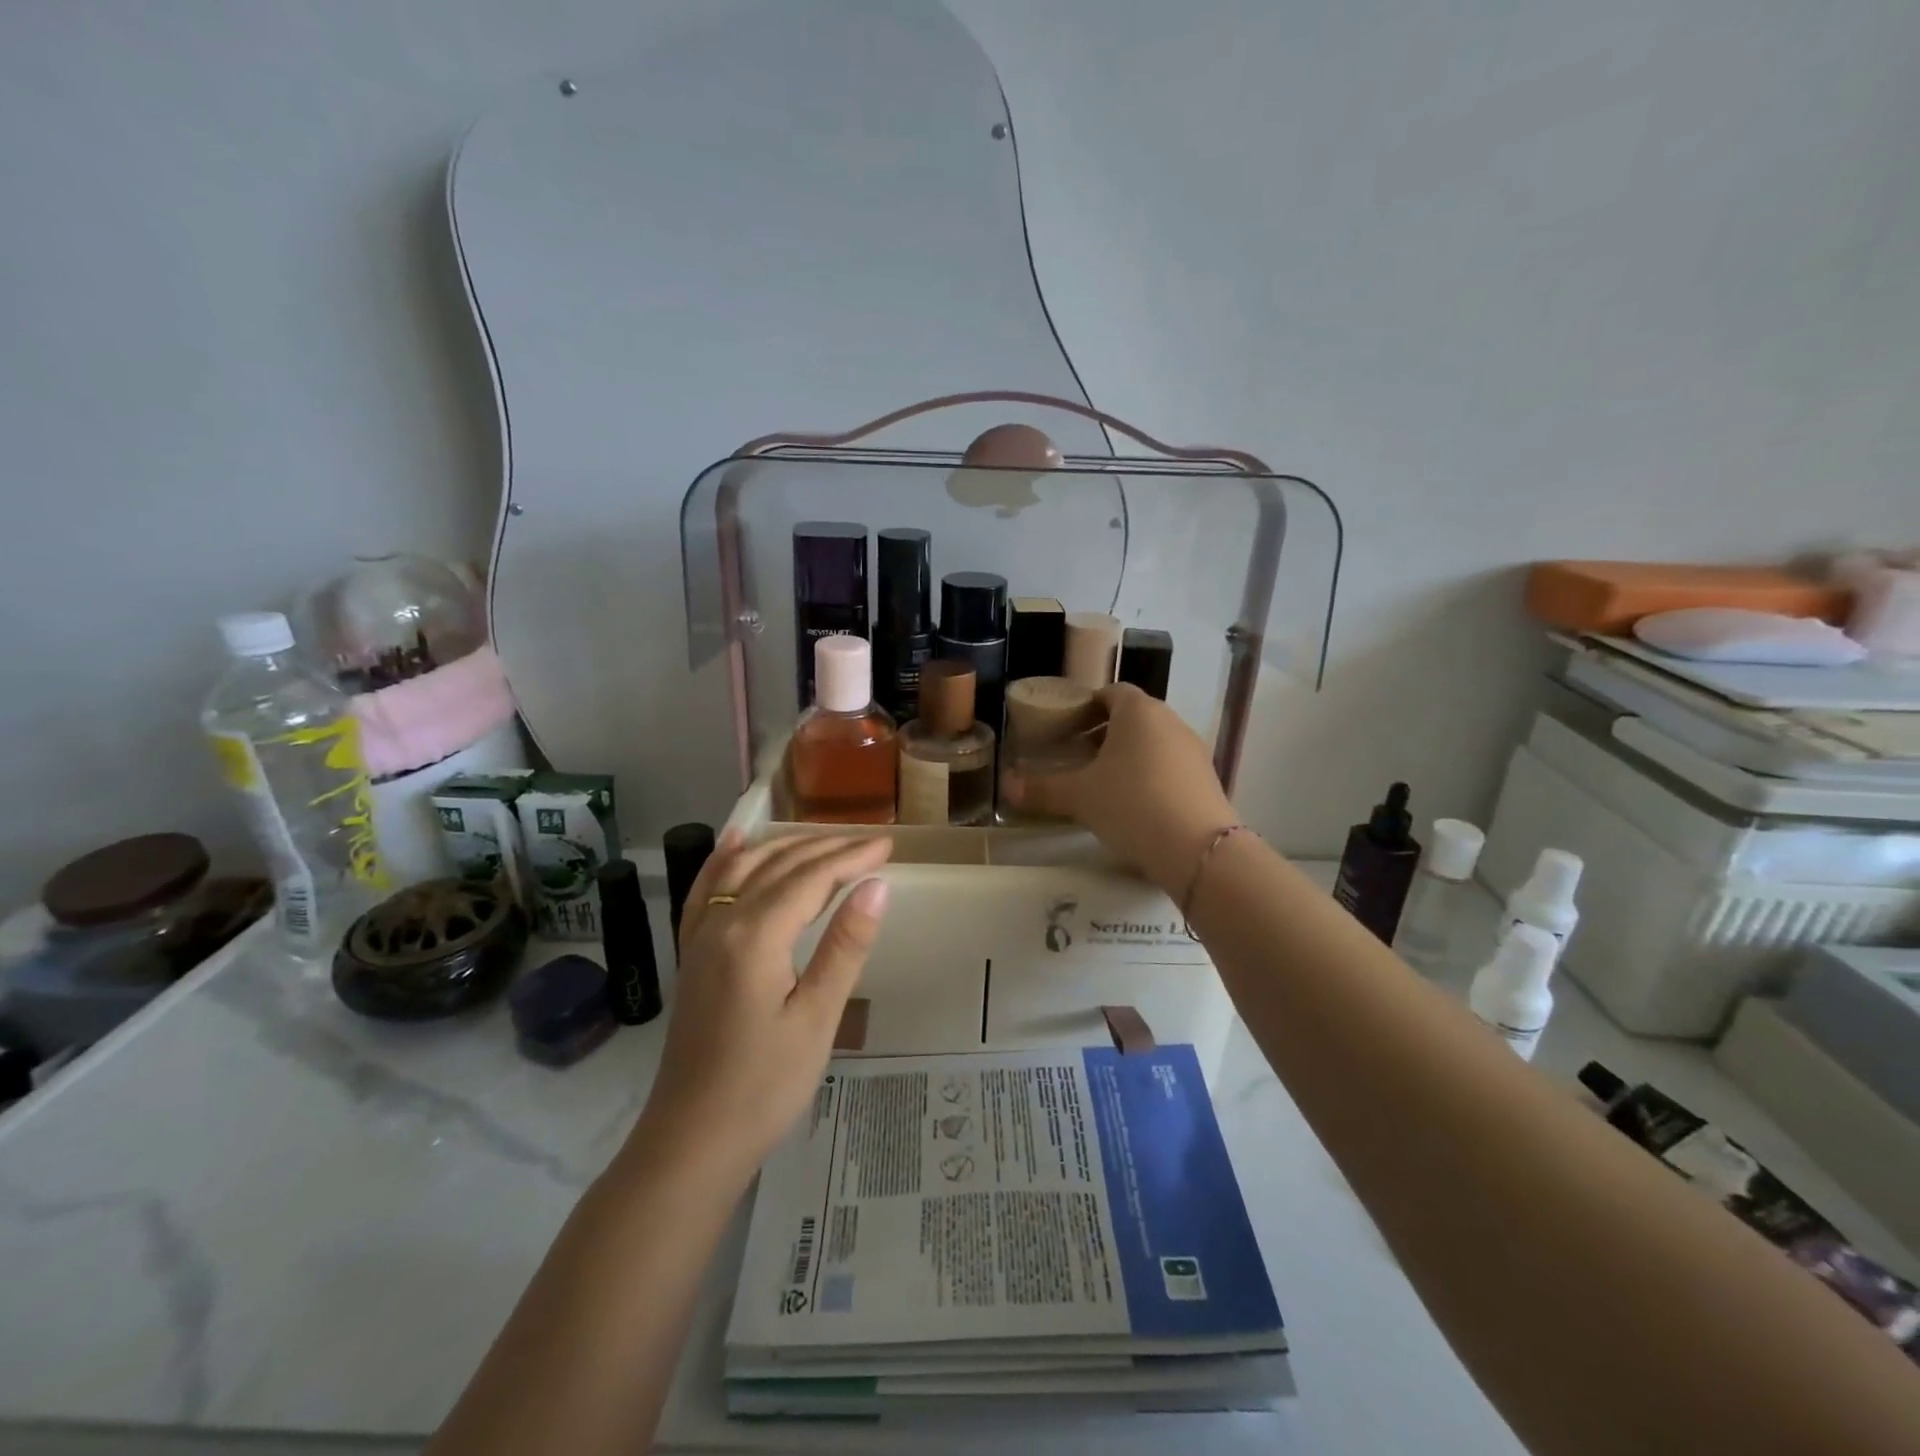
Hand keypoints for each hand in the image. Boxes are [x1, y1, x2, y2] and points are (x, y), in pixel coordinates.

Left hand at [635, 831, 892, 1178]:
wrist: (692, 1140)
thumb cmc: (764, 1085)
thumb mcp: (817, 1018)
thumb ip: (845, 946)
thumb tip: (876, 886)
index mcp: (755, 935)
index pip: (811, 877)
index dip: (851, 856)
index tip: (888, 844)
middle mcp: (722, 922)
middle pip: (778, 865)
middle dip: (826, 848)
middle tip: (870, 842)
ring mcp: (700, 936)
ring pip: (743, 869)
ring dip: (785, 847)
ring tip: (824, 839)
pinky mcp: (691, 954)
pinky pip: (706, 890)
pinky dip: (725, 860)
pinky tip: (736, 844)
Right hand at [1005, 684, 1236, 894]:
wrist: (1198, 849)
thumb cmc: (1132, 805)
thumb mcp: (1079, 797)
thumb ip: (1042, 789)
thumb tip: (1006, 787)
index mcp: (1139, 711)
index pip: (1110, 693)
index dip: (1086, 707)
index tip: (1066, 729)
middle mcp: (1170, 721)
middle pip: (1132, 717)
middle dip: (1103, 733)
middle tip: (1077, 757)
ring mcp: (1193, 750)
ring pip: (1153, 742)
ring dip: (1127, 755)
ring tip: (1102, 784)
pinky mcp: (1207, 778)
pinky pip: (1170, 765)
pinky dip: (1149, 775)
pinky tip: (1134, 805)